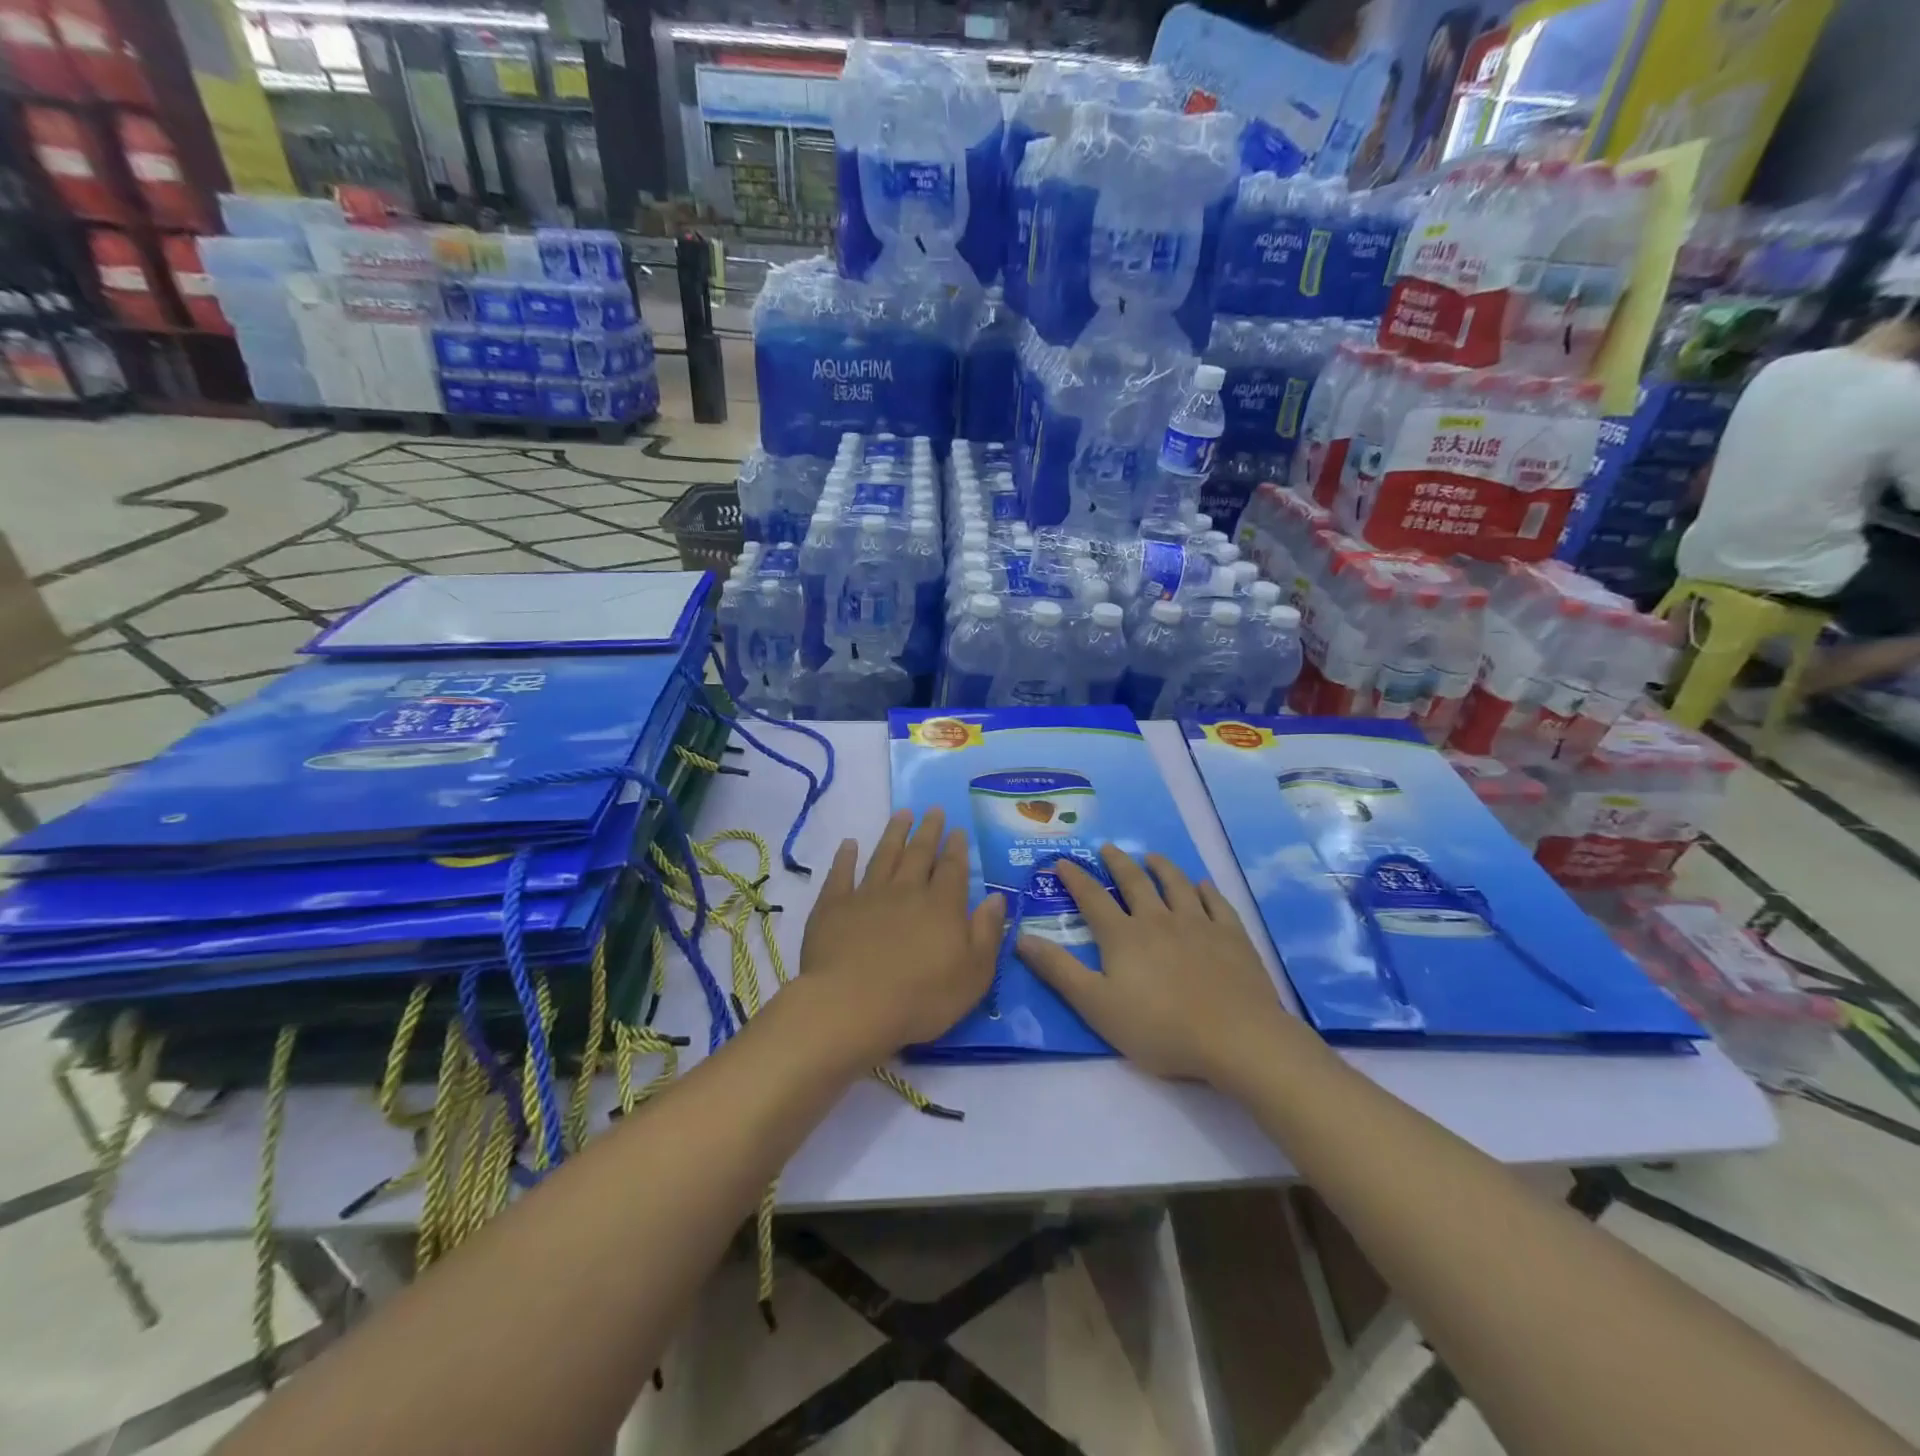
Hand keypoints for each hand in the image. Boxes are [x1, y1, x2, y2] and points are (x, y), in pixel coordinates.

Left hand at [797, 808, 1004, 1059]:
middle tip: (933, 810)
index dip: (956, 848)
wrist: (853, 1006)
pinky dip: (845, 857)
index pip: (952, 868)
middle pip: (919, 853)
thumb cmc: (922, 998)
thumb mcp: (974, 974)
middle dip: (928, 831)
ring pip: (884, 855)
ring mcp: (867, 895)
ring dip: (894, 833)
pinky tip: (849, 844)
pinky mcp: (834, 907)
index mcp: (942, 905)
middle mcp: (906, 891)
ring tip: (902, 813)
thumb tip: (997, 898)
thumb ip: (987, 933)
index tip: (957, 829)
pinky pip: (841, 874)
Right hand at [1016, 845, 1292, 1084]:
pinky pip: (1216, 903)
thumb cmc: (1160, 1028)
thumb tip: (1020, 937)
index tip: (1063, 862)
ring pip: (1176, 885)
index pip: (1092, 898)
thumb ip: (1058, 970)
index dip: (1075, 878)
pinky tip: (1202, 885)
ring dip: (1162, 867)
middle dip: (1118, 863)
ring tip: (1152, 856)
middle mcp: (1158, 919)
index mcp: (1123, 936)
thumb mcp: (1096, 1005)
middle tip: (1108, 847)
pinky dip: (1206, 890)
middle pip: (1135, 882)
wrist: (1236, 1037)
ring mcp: (1198, 924)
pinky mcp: (1231, 936)